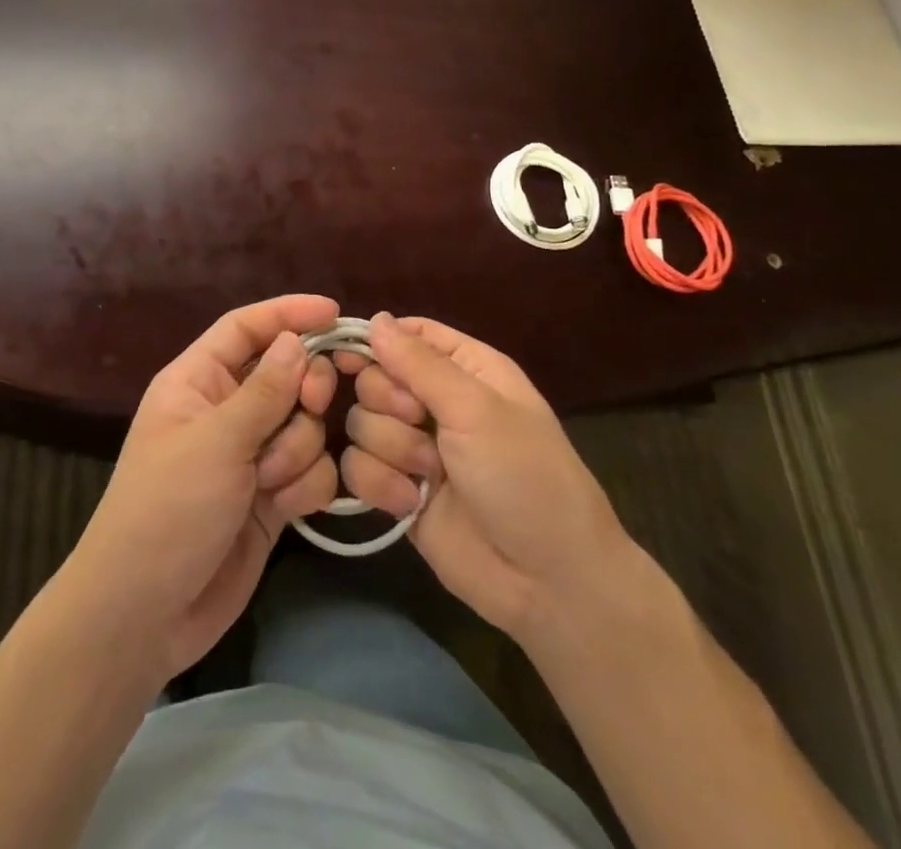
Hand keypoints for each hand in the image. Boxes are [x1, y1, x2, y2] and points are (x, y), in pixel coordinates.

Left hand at [61, 295, 341, 681]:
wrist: (146, 615)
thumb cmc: (167, 509)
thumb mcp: (215, 442)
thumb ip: (265, 390)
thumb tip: (296, 340)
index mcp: (198, 381)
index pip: (245, 328)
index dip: (288, 313)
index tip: (334, 312)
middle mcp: (226, 411)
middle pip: (286, 373)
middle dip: (304, 390)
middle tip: (311, 405)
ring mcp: (250, 455)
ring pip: (305, 424)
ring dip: (298, 449)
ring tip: (269, 481)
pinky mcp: (270, 497)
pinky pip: (311, 469)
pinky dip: (306, 484)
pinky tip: (284, 508)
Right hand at [338, 313, 629, 645]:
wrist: (548, 582)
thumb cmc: (525, 477)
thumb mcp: (477, 409)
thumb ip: (419, 363)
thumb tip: (376, 318)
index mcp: (466, 369)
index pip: (408, 335)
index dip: (377, 341)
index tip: (352, 357)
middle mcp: (437, 403)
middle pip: (374, 378)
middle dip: (389, 403)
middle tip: (419, 422)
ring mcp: (416, 448)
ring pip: (363, 423)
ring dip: (391, 448)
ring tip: (428, 474)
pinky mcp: (398, 491)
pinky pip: (358, 468)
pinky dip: (380, 484)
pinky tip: (410, 503)